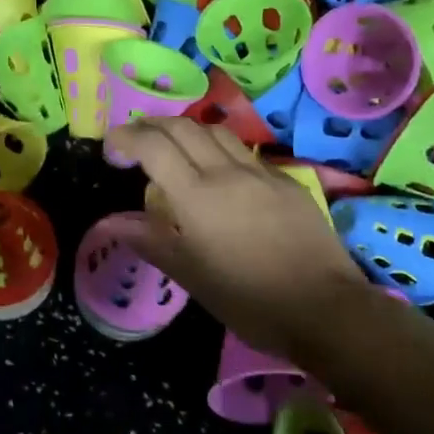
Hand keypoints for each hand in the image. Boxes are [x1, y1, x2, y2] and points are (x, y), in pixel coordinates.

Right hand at [106, 116, 378, 362]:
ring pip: (217, 132)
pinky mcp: (287, 182)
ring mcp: (261, 173)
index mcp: (197, 195)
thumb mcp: (190, 275)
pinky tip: (220, 171)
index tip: (111, 146)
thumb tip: (108, 222)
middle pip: (183, 127)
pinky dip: (220, 149)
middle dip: (153, 125)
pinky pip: (245, 152)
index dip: (127, 137)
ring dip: (187, 130)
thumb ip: (149, 239)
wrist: (325, 308)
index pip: (153, 146)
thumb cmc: (248, 299)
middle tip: (135, 139)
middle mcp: (227, 172)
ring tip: (173, 146)